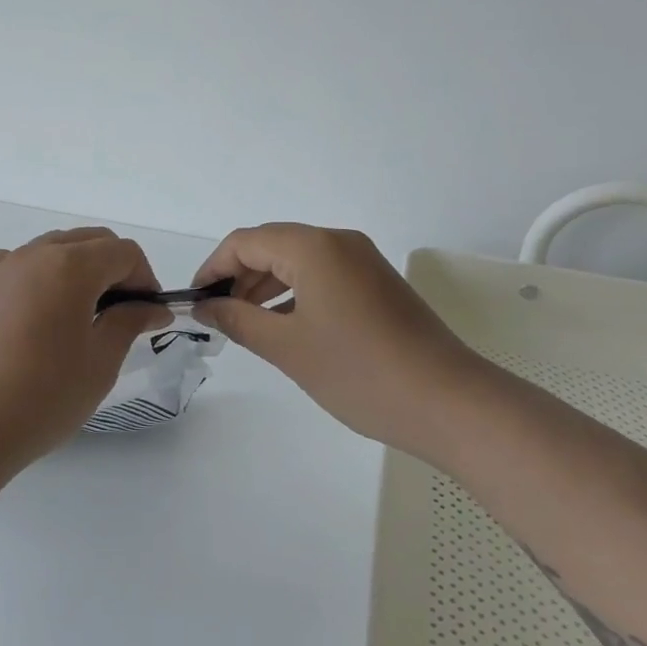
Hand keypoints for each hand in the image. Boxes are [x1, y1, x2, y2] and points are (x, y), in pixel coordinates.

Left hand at [0, 228, 171, 473]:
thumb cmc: (43, 397)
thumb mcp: (100, 362)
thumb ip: (129, 322)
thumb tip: (152, 307)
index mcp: (70, 266)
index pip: (123, 252)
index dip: (144, 278)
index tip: (147, 314)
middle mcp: (33, 254)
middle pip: (88, 241)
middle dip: (114, 268)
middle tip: (121, 314)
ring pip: (51, 249)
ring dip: (76, 270)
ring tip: (78, 317)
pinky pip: (17, 266)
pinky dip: (38, 278)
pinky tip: (36, 315)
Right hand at [190, 223, 478, 445]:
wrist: (450, 403)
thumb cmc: (359, 373)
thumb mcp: (287, 348)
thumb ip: (238, 320)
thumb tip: (205, 307)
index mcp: (313, 247)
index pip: (245, 241)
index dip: (213, 267)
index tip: (195, 301)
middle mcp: (338, 242)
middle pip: (272, 245)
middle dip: (238, 276)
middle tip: (217, 317)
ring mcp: (363, 261)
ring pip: (297, 260)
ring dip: (265, 285)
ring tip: (245, 323)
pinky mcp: (377, 283)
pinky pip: (323, 275)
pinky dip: (295, 293)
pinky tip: (283, 324)